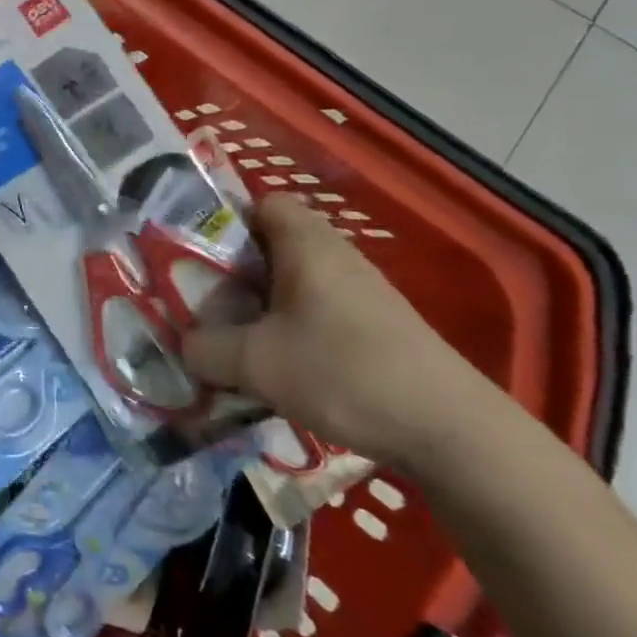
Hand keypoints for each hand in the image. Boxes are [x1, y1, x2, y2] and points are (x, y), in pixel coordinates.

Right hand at [180, 195, 490, 467]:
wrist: (452, 432)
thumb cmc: (343, 373)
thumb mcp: (254, 363)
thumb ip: (204, 348)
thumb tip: (184, 344)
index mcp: (307, 245)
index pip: (262, 204)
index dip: (226, 221)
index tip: (197, 255)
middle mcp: (336, 257)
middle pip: (272, 245)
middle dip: (234, 271)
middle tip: (203, 301)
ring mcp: (361, 293)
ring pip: (293, 283)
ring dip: (260, 305)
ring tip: (233, 339)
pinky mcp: (376, 328)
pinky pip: (316, 311)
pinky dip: (290, 329)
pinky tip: (278, 367)